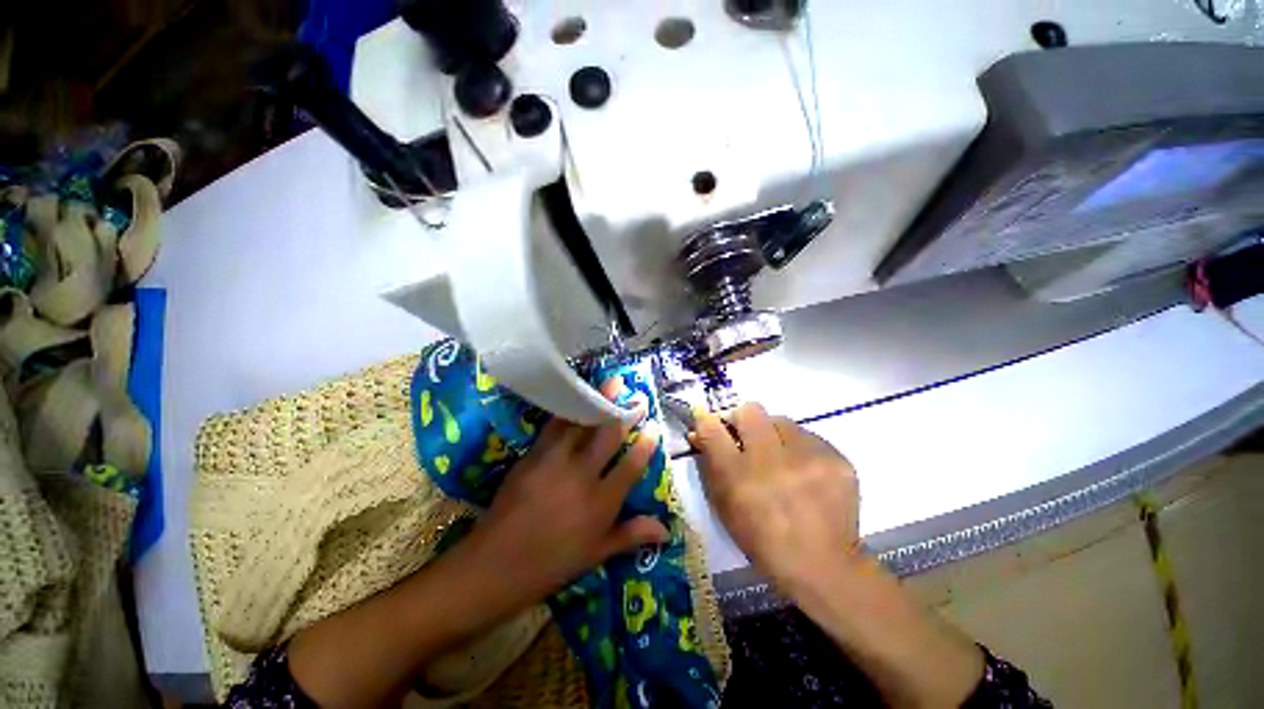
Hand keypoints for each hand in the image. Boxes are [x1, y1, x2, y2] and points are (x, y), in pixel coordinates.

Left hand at [457, 379, 668, 614]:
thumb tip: (666, 530)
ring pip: (582, 423)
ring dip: (599, 400)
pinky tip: (575, 399)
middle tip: (638, 396)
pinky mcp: (533, 455)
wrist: (494, 566)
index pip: (631, 465)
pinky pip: (554, 426)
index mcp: (601, 502)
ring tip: (612, 382)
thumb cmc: (550, 565)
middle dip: (626, 412)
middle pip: (609, 435)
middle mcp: (582, 475)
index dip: (646, 444)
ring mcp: (555, 461)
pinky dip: (568, 410)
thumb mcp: (596, 554)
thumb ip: (631, 535)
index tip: (655, 427)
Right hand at [691, 402, 860, 597]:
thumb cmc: (762, 537)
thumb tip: (700, 428)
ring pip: (782, 421)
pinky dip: (800, 448)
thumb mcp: (725, 503)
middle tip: (748, 438)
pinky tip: (805, 472)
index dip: (707, 420)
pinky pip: (808, 437)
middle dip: (744, 420)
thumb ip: (711, 461)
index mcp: (739, 479)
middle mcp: (773, 463)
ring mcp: (810, 459)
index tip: (707, 419)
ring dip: (775, 435)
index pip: (713, 430)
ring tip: (782, 460)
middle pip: (751, 411)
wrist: (822, 565)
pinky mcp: (837, 460)